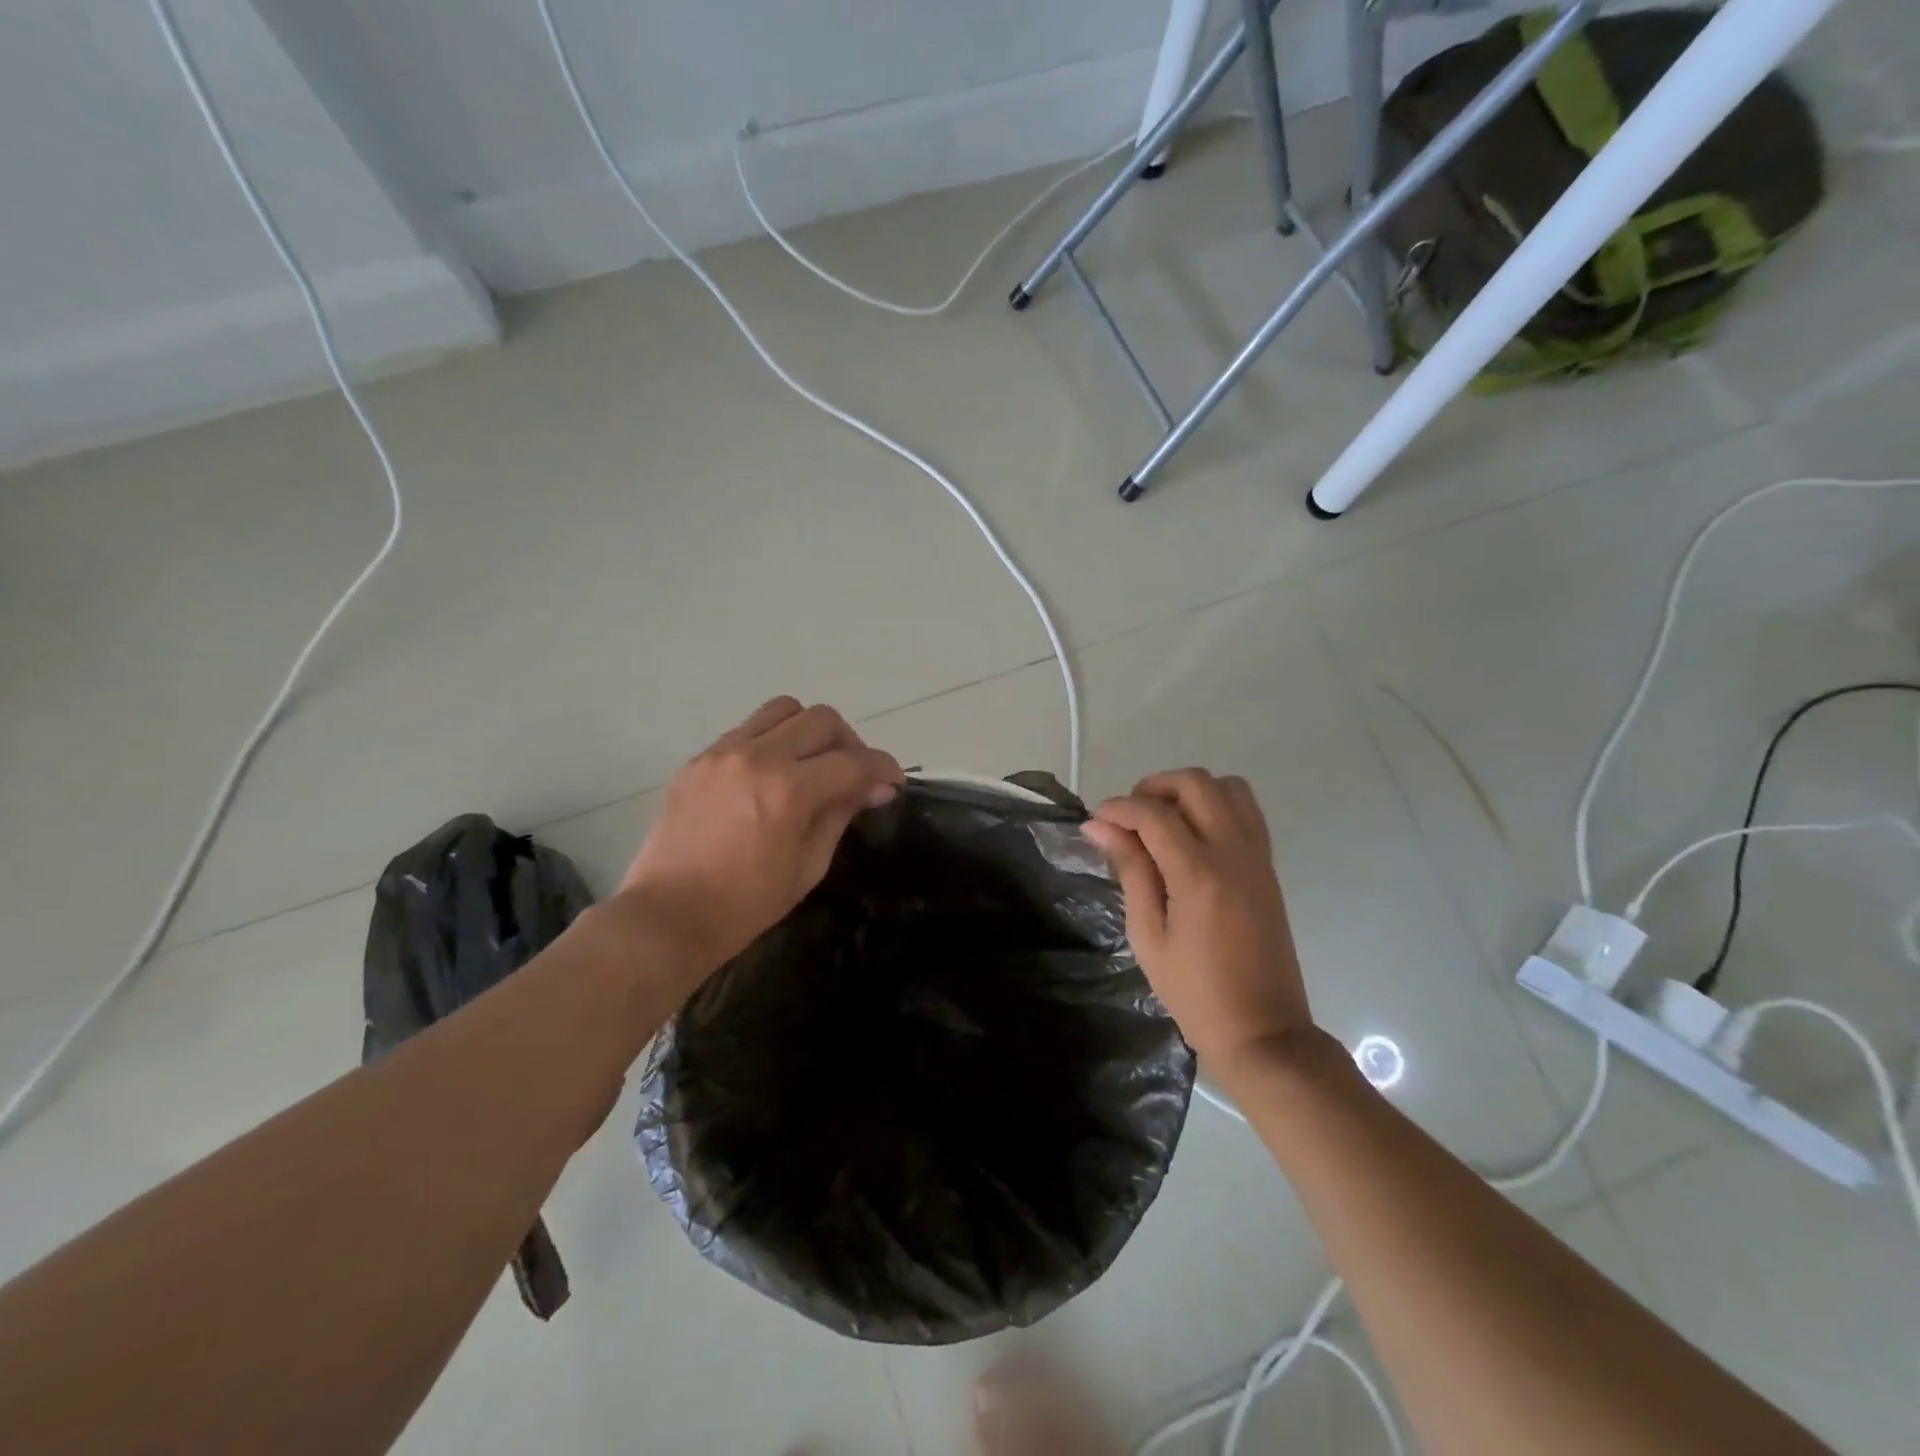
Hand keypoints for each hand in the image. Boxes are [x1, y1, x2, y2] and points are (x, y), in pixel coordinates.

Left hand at [618, 697, 901, 980]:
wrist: (667, 916)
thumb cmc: (745, 905)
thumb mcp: (808, 866)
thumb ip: (841, 814)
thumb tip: (875, 787)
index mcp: (789, 791)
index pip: (853, 761)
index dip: (883, 768)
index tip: (893, 782)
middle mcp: (757, 758)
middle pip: (822, 719)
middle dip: (850, 743)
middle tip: (853, 774)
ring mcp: (723, 753)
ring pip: (783, 709)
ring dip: (809, 730)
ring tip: (812, 763)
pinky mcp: (699, 759)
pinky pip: (748, 729)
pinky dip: (772, 741)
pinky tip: (772, 774)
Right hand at [1082, 770, 1311, 1071]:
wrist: (1262, 1031)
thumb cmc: (1194, 993)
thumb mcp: (1148, 935)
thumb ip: (1130, 871)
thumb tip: (1100, 826)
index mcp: (1200, 875)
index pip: (1153, 814)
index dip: (1118, 808)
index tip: (1095, 822)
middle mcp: (1234, 853)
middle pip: (1196, 783)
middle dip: (1154, 787)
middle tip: (1129, 818)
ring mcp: (1258, 856)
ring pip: (1228, 787)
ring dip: (1189, 791)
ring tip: (1162, 822)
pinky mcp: (1268, 866)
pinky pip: (1246, 811)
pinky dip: (1215, 806)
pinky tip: (1191, 837)